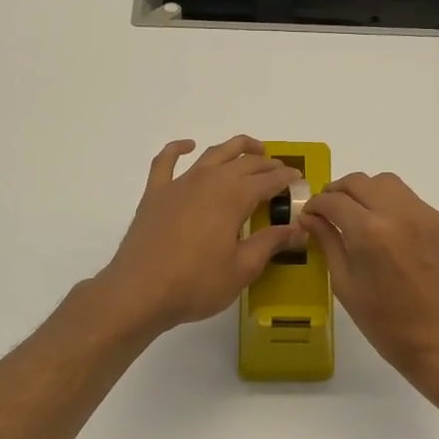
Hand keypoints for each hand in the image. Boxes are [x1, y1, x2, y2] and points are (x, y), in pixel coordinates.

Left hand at [95, 137, 304, 338]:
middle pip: (245, 163)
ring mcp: (180, 184)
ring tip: (253, 149)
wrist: (139, 292)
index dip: (286, 179)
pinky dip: (178, 149)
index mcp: (234, 197)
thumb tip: (299, 230)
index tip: (299, 181)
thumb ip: (271, 243)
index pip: (268, 180)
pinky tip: (188, 146)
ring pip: (213, 154)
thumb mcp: (242, 268)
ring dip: (236, 148)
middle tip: (281, 171)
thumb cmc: (196, 283)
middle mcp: (210, 180)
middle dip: (267, 164)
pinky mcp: (156, 194)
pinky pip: (166, 161)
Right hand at [303, 171, 438, 386]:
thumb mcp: (346, 285)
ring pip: (392, 186)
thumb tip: (311, 217)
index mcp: (370, 232)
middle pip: (362, 182)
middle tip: (333, 209)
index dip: (317, 204)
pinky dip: (400, 213)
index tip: (311, 213)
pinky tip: (398, 240)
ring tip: (364, 218)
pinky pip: (417, 206)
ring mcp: (431, 216)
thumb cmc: (386, 324)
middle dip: (341, 191)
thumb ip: (329, 242)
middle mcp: (402, 213)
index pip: (334, 200)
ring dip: (371, 195)